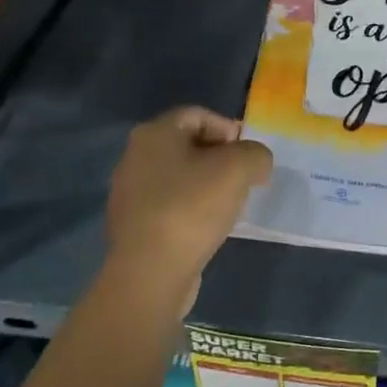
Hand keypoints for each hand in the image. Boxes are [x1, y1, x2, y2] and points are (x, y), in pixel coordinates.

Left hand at [105, 106, 272, 311]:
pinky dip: (193, 209)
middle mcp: (135, 157)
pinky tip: (209, 227)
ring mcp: (130, 193)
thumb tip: (255, 163)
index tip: (250, 155)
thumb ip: (256, 154)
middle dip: (221, 158)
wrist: (151, 272)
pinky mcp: (134, 225)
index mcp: (154, 134)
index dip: (229, 128)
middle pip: (188, 145)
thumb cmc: (192, 208)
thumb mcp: (240, 168)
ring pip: (180, 177)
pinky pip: (171, 205)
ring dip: (208, 185)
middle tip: (246, 179)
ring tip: (231, 205)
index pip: (198, 115)